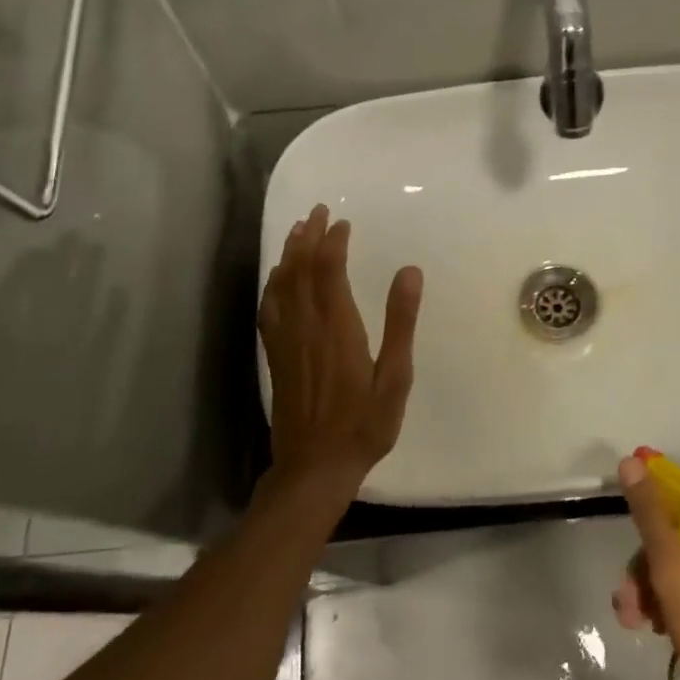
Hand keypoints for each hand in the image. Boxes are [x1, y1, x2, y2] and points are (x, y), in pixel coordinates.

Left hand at [258, 205, 422, 503]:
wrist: (315, 467)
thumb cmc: (364, 423)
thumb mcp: (395, 376)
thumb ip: (401, 322)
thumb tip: (409, 271)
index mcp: (337, 327)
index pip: (329, 270)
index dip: (333, 242)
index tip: (342, 222)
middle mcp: (306, 326)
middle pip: (301, 269)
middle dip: (308, 237)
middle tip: (317, 212)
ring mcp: (286, 341)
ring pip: (282, 285)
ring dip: (289, 254)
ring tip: (297, 231)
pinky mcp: (275, 356)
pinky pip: (269, 309)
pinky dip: (273, 284)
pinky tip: (277, 278)